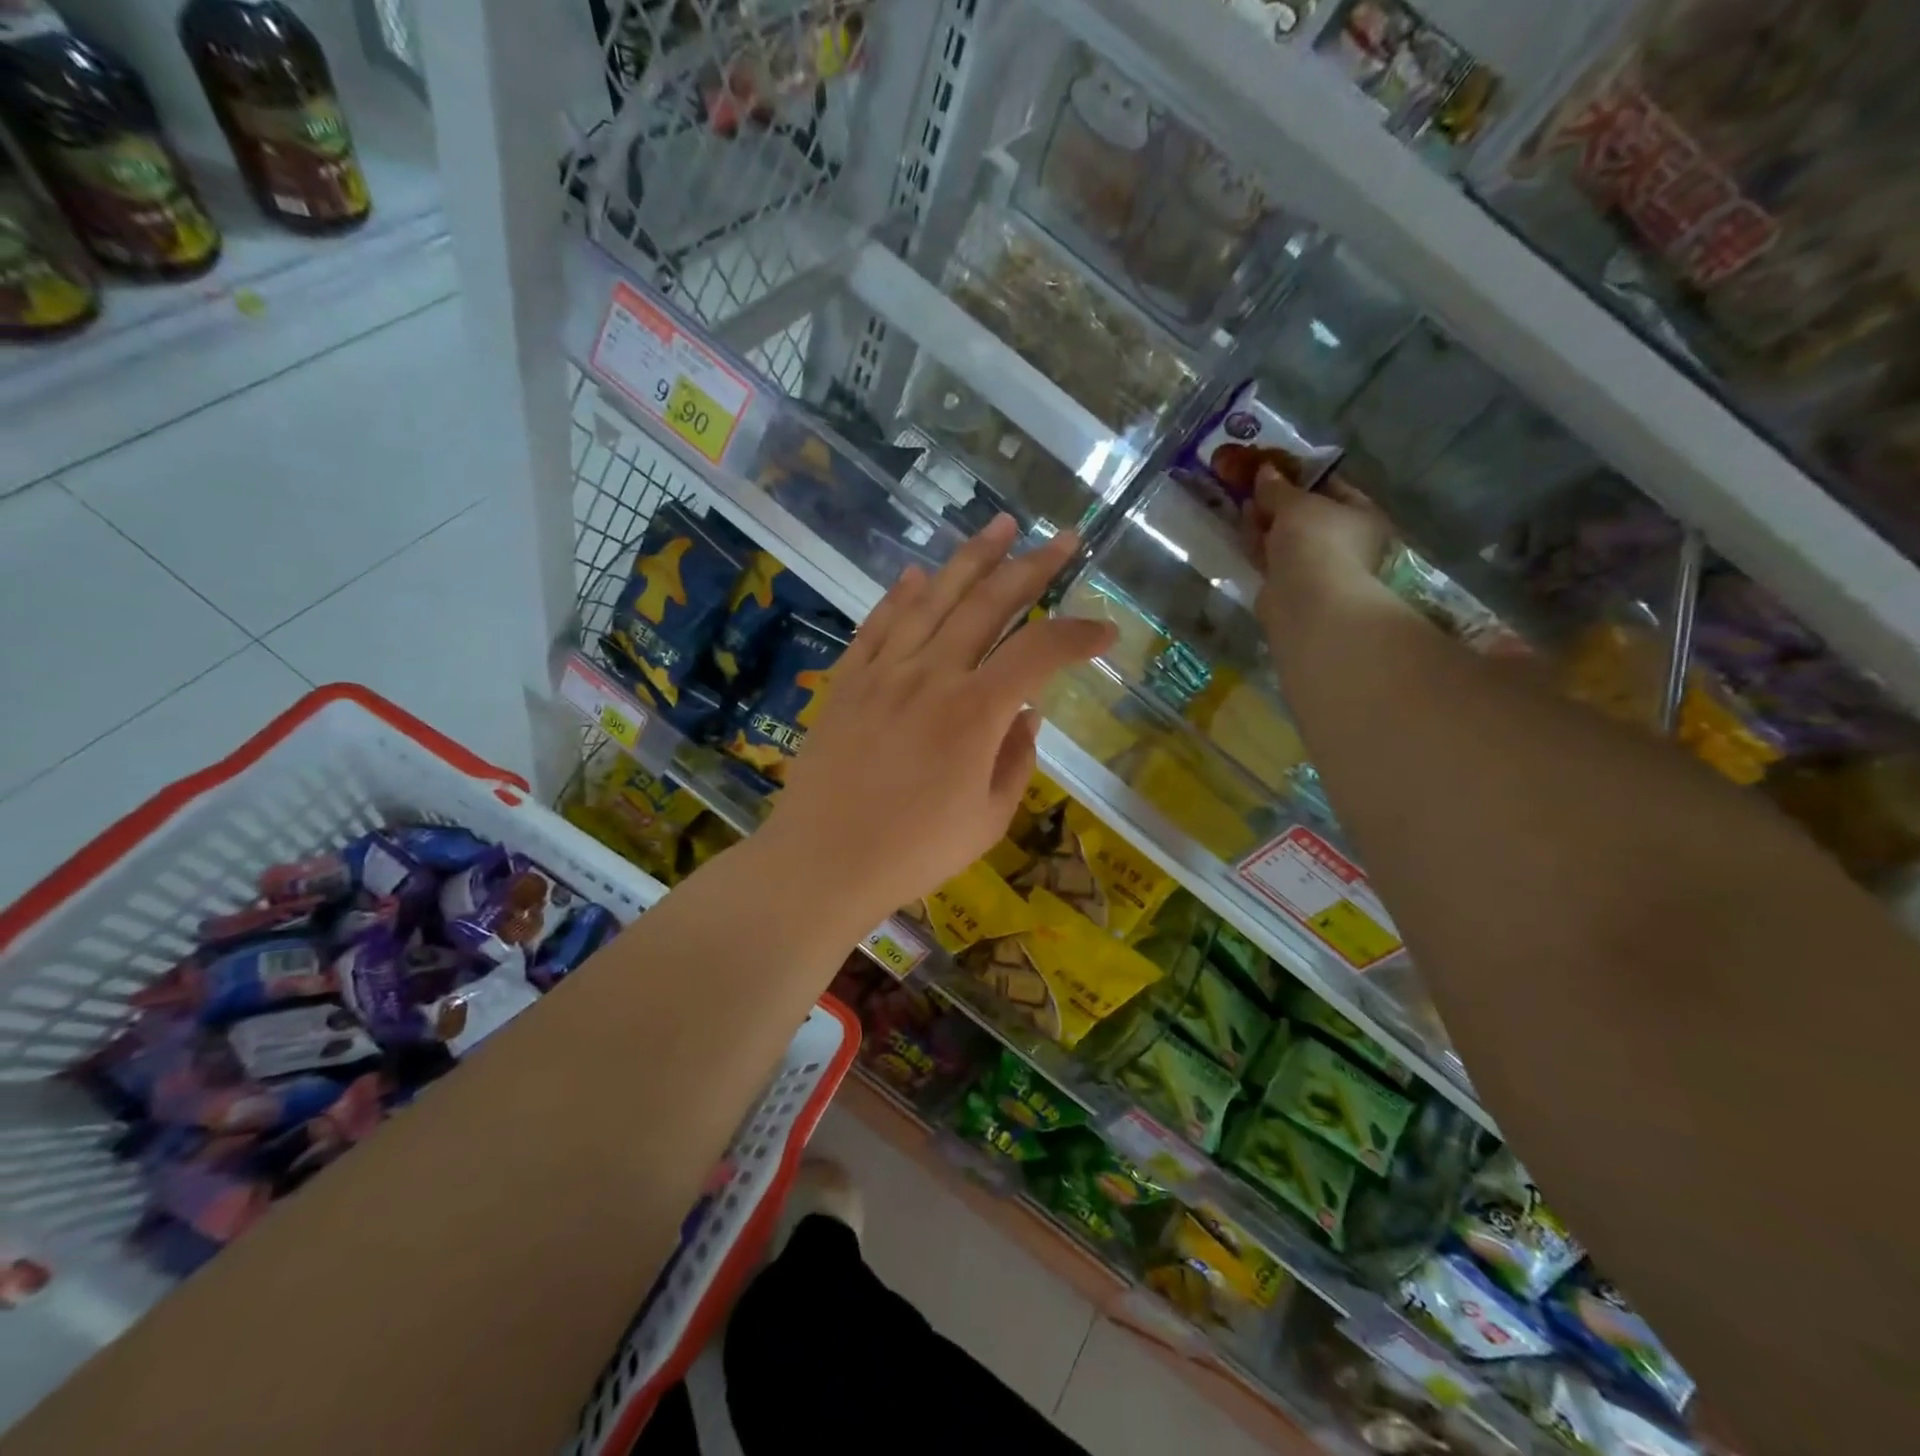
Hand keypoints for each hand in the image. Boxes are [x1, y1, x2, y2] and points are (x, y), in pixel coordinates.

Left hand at [764, 516, 1114, 926]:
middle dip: (1032, 566)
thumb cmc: (914, 852)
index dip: (1078, 635)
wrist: (822, 862)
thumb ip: (1016, 760)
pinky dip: (900, 596)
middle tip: (1063, 538)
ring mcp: (883, 672)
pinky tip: (917, 574)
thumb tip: (1027, 714)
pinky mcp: (847, 681)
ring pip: (933, 599)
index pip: (1040, 652)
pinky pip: (878, 625)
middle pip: (988, 603)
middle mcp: (932, 675)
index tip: (1106, 631)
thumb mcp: (987, 819)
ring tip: (1000, 526)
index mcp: (975, 712)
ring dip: (970, 559)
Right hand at [1245, 465, 1393, 645]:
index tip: (1275, 466)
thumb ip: (1278, 487)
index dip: (1302, 474)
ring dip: (1264, 520)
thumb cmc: (1316, 540)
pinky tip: (1240, 529)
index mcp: (1361, 515)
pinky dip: (1257, 543)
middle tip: (1251, 483)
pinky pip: (1271, 556)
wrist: (1306, 600)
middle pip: (1307, 513)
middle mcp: (1344, 540)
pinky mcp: (1289, 584)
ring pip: (1286, 536)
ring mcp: (1316, 564)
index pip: (1333, 486)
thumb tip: (1264, 470)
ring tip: (1240, 501)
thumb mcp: (1296, 503)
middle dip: (1278, 499)